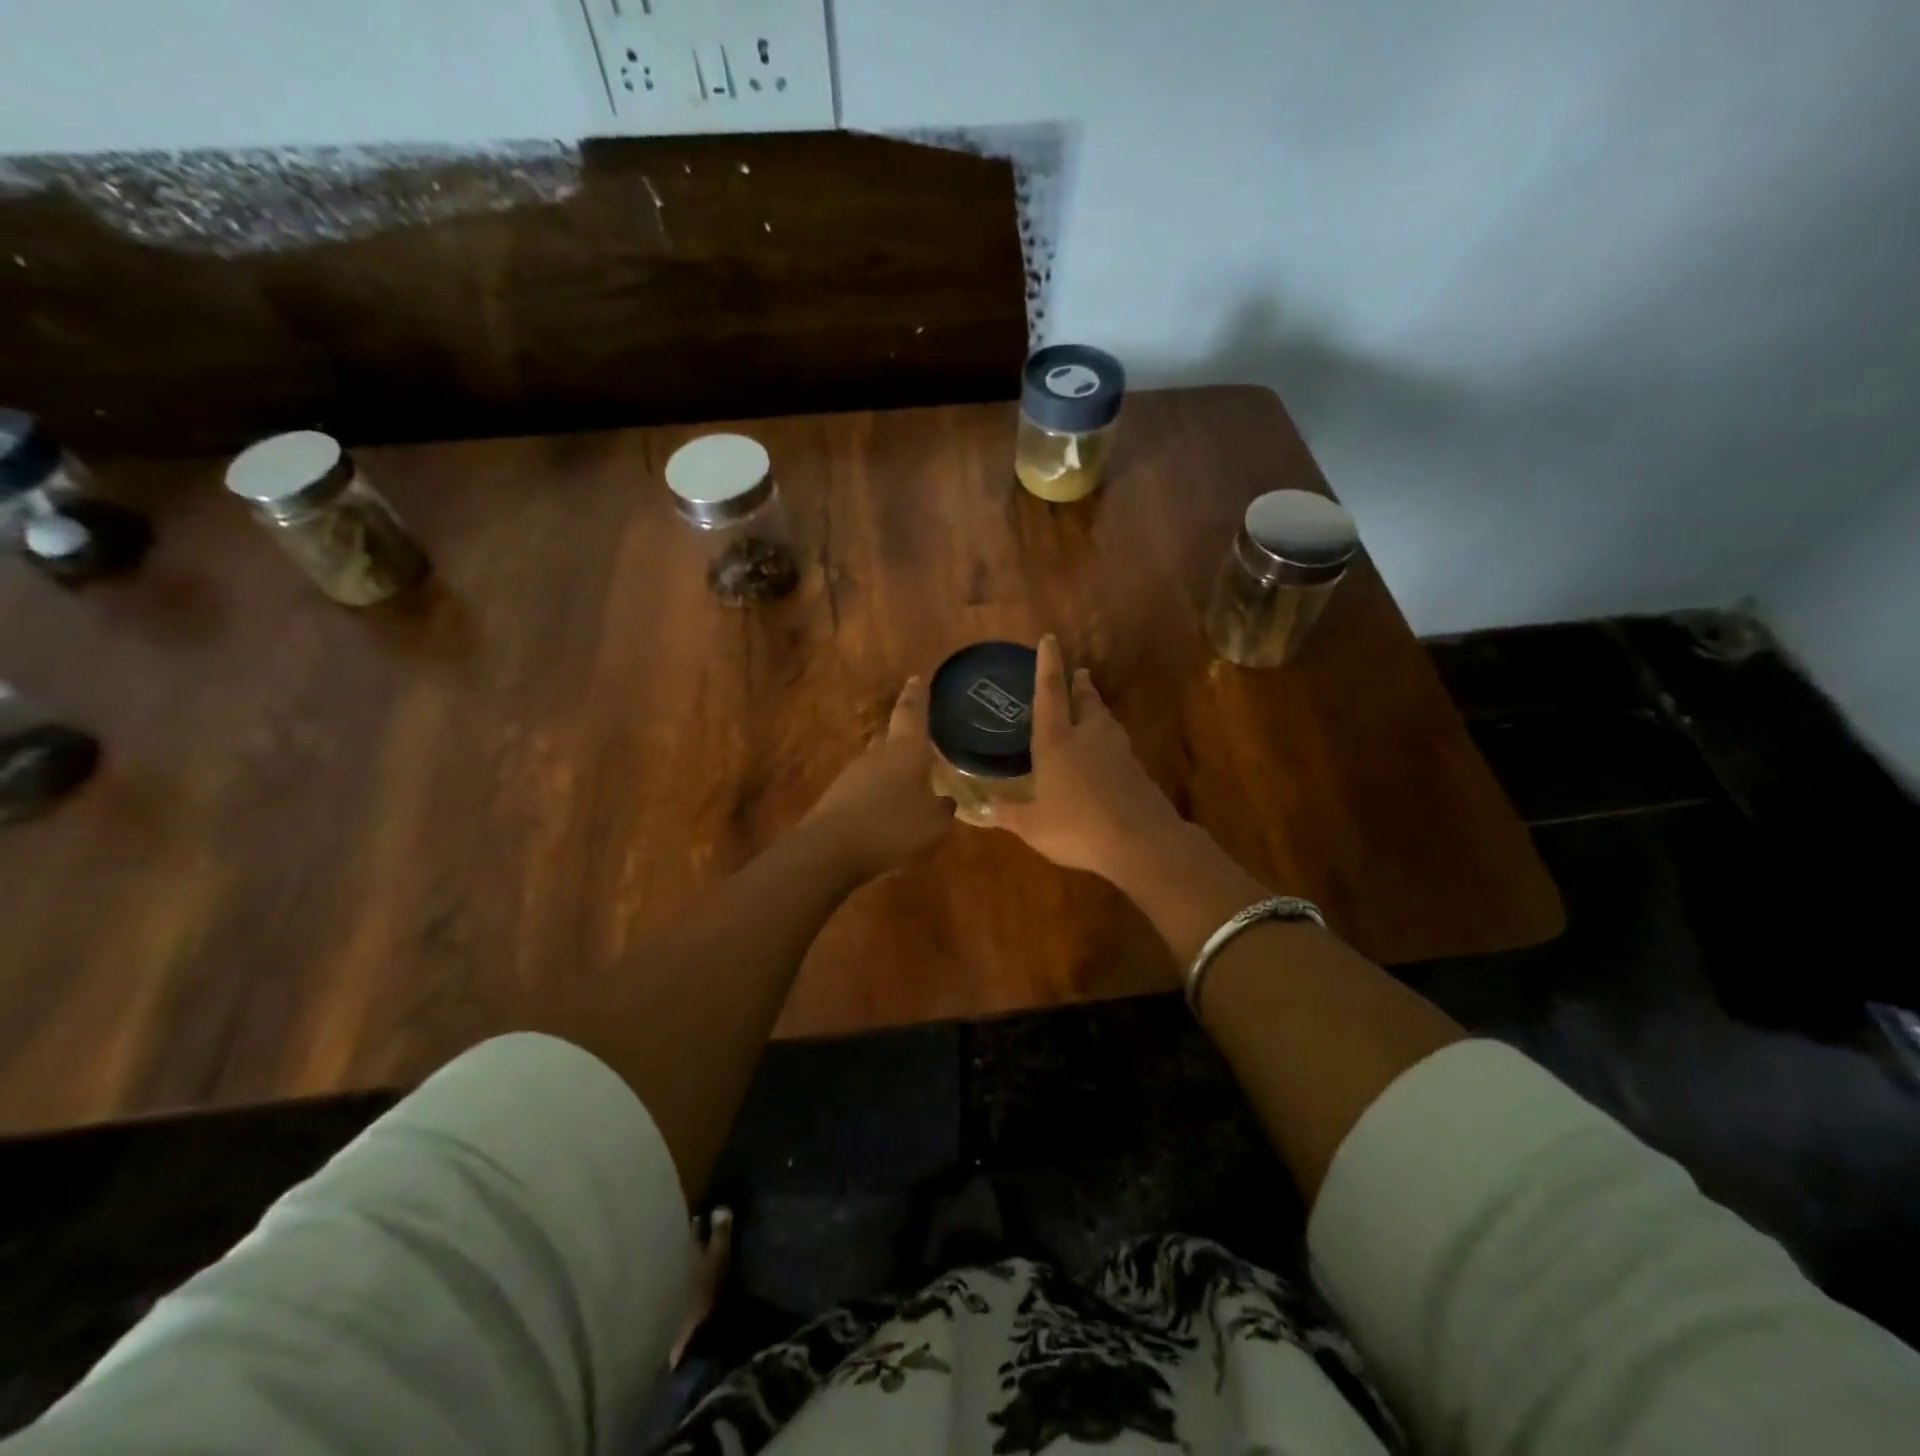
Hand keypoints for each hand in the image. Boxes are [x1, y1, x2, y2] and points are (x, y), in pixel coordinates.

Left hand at [805, 676, 955, 878]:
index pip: (911, 713)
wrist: (830, 849)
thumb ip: (942, 810)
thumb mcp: (933, 825)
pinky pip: (865, 789)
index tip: (915, 678)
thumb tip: (945, 801)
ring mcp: (853, 775)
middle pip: (891, 737)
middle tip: (920, 743)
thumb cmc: (892, 827)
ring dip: (891, 772)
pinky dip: (877, 795)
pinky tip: (886, 814)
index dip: (916, 696)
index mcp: (905, 751)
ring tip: (908, 787)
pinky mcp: (837, 797)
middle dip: (904, 739)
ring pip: (877, 764)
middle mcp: (877, 755)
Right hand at [989, 636, 1187, 882]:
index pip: (1050, 693)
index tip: (1049, 640)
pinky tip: (1104, 751)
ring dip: (1096, 707)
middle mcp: (1087, 736)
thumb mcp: (1032, 825)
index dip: (1047, 665)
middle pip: (1085, 700)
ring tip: (1090, 704)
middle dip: (1079, 684)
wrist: (1141, 841)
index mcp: (1056, 741)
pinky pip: (1116, 743)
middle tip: (1078, 673)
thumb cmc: (1077, 827)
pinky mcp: (1135, 769)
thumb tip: (975, 810)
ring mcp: (1117, 751)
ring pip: (1104, 719)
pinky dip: (1107, 737)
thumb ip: (1006, 814)